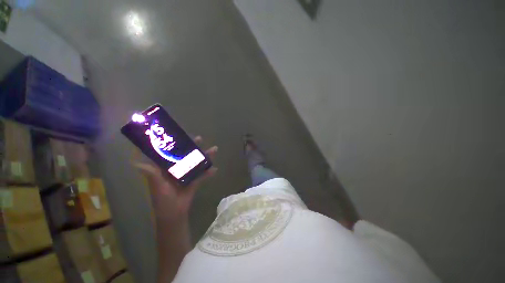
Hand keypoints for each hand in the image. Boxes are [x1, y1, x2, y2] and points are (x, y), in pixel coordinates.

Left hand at [135, 136, 217, 223]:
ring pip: (197, 164)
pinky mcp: (195, 182)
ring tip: (214, 150)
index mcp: (167, 169)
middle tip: (199, 139)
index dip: (176, 145)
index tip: (181, 136)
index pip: (171, 154)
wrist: (174, 214)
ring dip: (205, 158)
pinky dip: (208, 173)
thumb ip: (152, 174)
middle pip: (187, 156)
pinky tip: (215, 169)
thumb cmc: (163, 200)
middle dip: (193, 148)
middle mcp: (178, 170)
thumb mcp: (157, 186)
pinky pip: (203, 176)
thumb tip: (134, 163)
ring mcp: (188, 175)